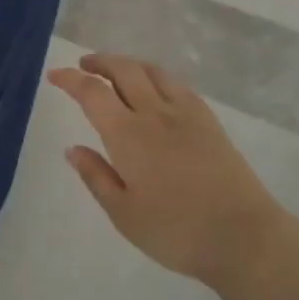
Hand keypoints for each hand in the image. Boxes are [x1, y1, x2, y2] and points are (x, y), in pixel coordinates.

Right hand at [48, 53, 280, 288]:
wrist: (244, 237)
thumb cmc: (176, 231)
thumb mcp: (124, 213)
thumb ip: (96, 176)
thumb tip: (73, 148)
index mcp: (128, 135)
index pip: (92, 93)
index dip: (70, 79)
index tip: (55, 75)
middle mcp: (155, 114)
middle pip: (124, 70)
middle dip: (99, 62)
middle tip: (83, 66)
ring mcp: (186, 114)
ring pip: (152, 71)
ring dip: (128, 64)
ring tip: (115, 71)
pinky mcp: (209, 121)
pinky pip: (177, 84)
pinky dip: (156, 76)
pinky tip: (155, 88)